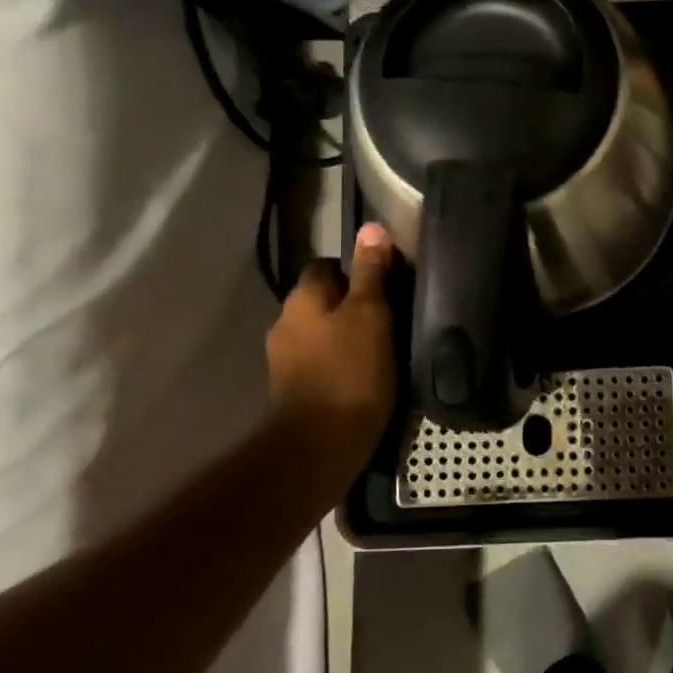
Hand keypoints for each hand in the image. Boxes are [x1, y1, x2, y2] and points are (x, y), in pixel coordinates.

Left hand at [265, 223, 397, 465]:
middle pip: (322, 300)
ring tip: (380, 348)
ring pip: (320, 332)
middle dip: (349, 304)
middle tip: (388, 318)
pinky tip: (362, 375)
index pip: (326, 265)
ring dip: (343, 335)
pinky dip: (337, 362)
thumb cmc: (351, 371)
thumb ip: (371, 271)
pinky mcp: (292, 389)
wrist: (320, 445)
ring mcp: (284, 359)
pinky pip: (318, 361)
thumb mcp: (371, 314)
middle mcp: (285, 322)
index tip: (384, 285)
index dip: (355, 270)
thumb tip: (371, 227)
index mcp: (302, 298)